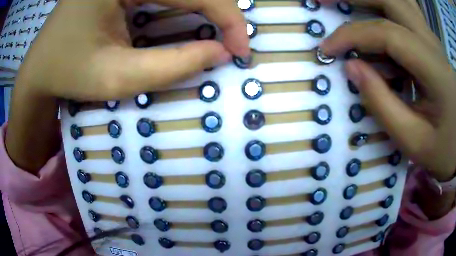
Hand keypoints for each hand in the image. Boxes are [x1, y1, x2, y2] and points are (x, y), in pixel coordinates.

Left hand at [6, 0, 248, 172]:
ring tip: (220, 31)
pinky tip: (194, 17)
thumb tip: (219, 53)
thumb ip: (172, 65)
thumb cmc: (67, 74)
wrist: (39, 68)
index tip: (241, 50)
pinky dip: (188, 1)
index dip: (227, 18)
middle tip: (233, 42)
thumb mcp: (115, 78)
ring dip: (208, 4)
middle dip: (221, 10)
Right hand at [320, 0, 455, 181]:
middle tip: (324, 1)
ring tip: (344, 3)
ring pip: (397, 0)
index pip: (386, 34)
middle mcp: (430, 41)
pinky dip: (383, 8)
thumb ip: (383, 105)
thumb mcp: (416, 141)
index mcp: (432, 66)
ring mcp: (430, 38)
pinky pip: (404, 12)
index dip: (352, 36)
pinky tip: (372, 16)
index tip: (328, 49)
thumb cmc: (447, 147)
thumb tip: (352, 69)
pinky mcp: (430, 43)